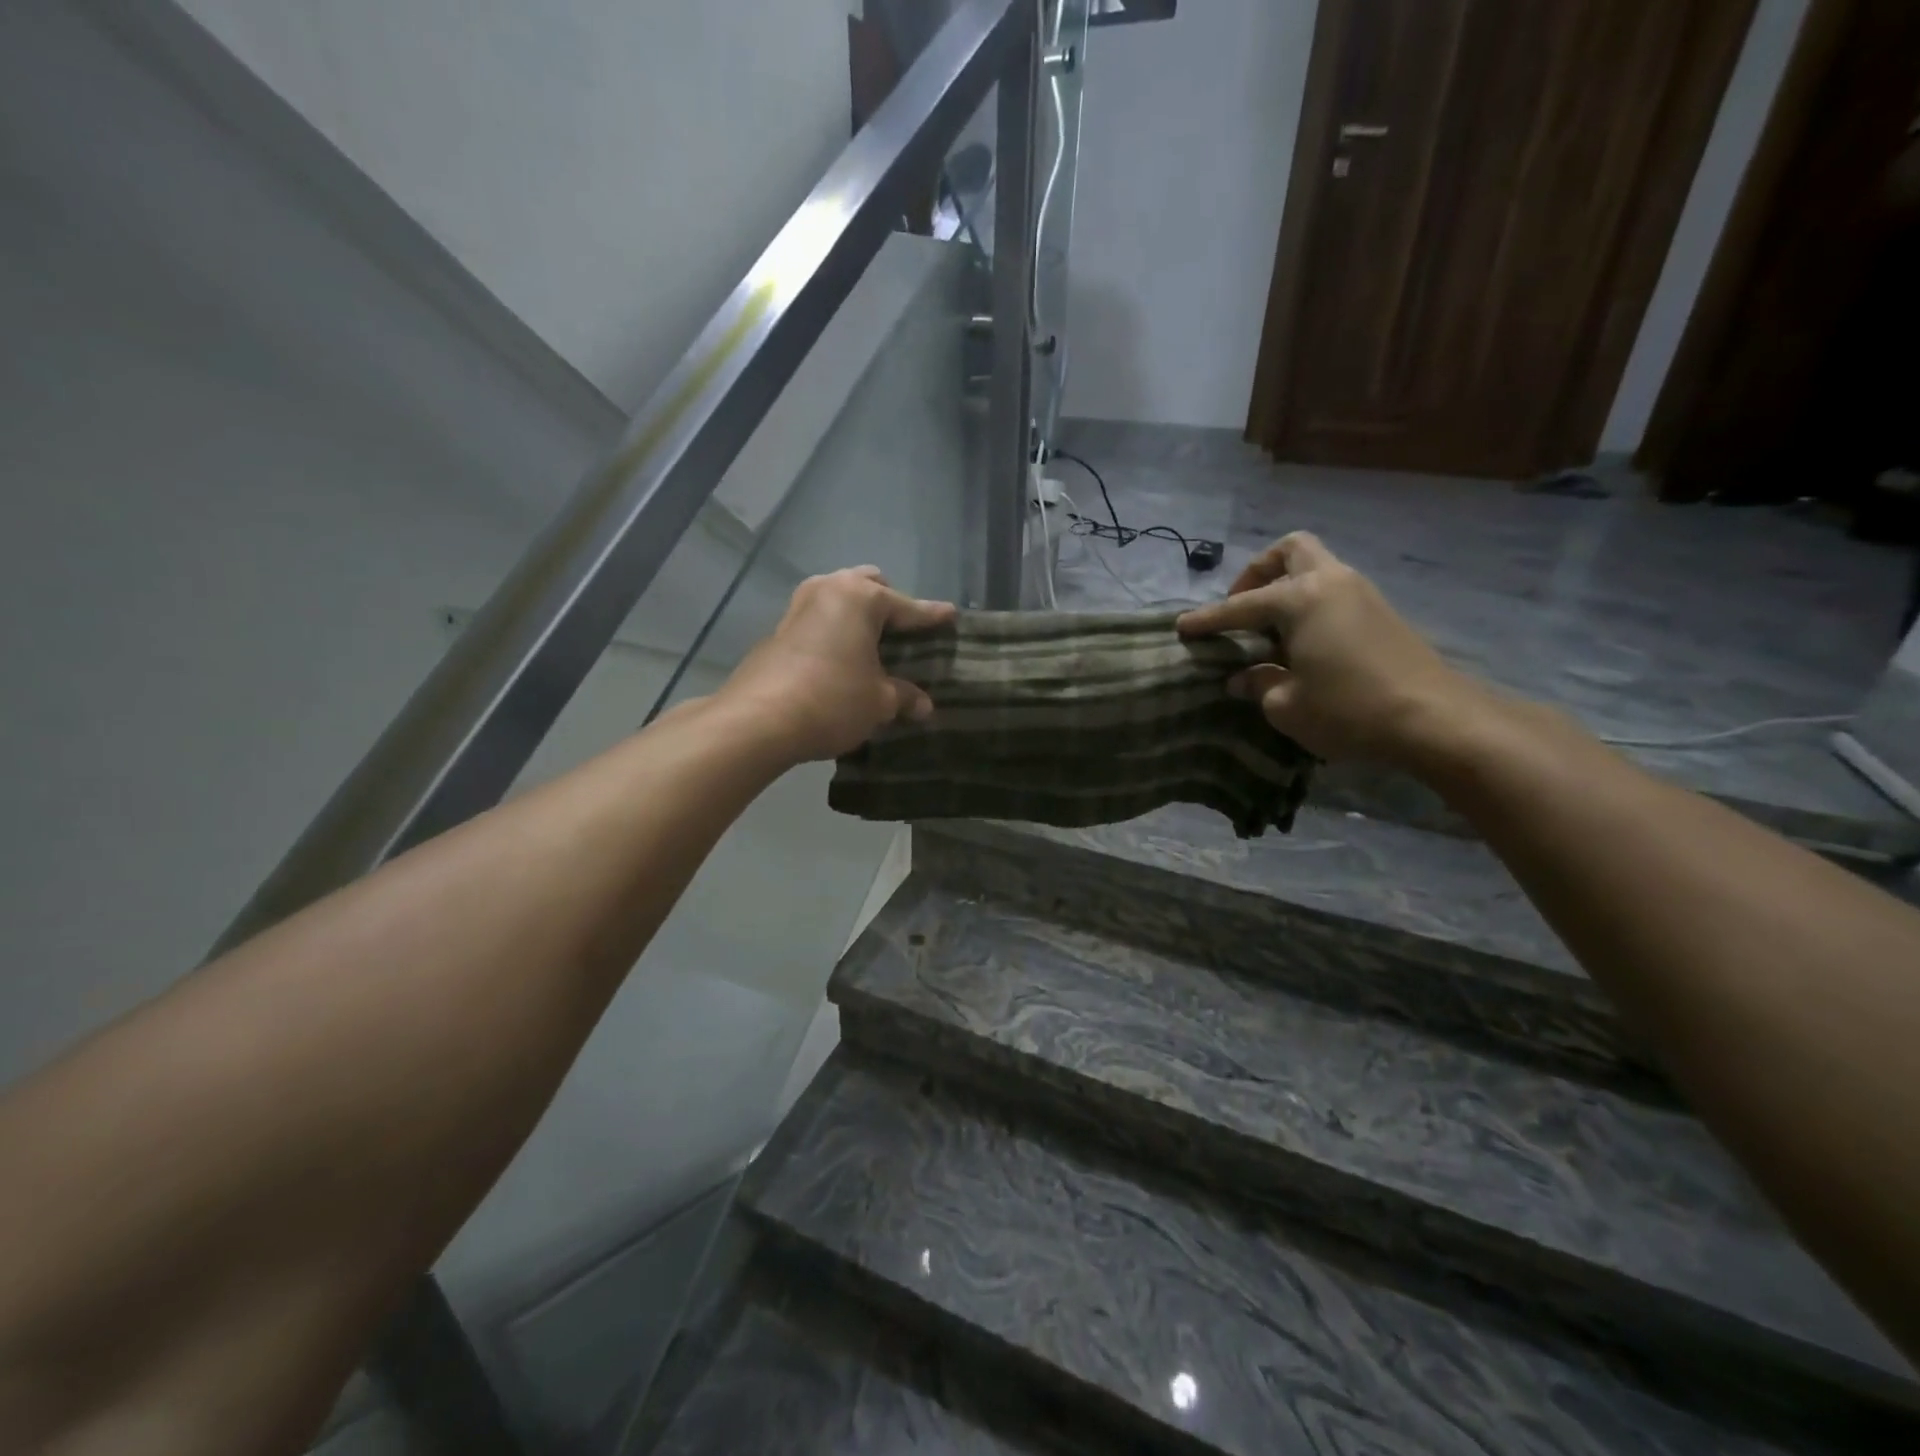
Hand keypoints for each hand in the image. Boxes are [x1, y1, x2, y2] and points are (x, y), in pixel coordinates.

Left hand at [719, 566, 954, 762]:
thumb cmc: (832, 700)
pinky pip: (819, 619)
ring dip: (857, 615)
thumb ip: (904, 696)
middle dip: (889, 603)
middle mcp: (829, 589)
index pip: (907, 607)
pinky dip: (835, 630)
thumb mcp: (879, 702)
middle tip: (904, 632)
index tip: (951, 615)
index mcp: (861, 598)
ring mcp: (799, 606)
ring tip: (872, 643)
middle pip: (868, 586)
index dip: (931, 616)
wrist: (759, 720)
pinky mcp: (779, 630)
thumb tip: (924, 706)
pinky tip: (841, 657)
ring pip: (839, 597)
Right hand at [1177, 533, 1485, 766]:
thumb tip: (1242, 678)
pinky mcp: (1381, 613)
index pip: (1240, 606)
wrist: (1434, 719)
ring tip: (1268, 631)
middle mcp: (1331, 582)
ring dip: (1286, 588)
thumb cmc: (1348, 709)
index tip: (1181, 626)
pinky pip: (1333, 592)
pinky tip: (1301, 643)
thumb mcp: (1286, 705)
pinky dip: (1309, 606)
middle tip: (1242, 607)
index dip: (1207, 619)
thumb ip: (1258, 684)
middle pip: (1290, 550)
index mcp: (1301, 598)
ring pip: (1316, 568)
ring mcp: (1361, 593)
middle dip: (1258, 572)